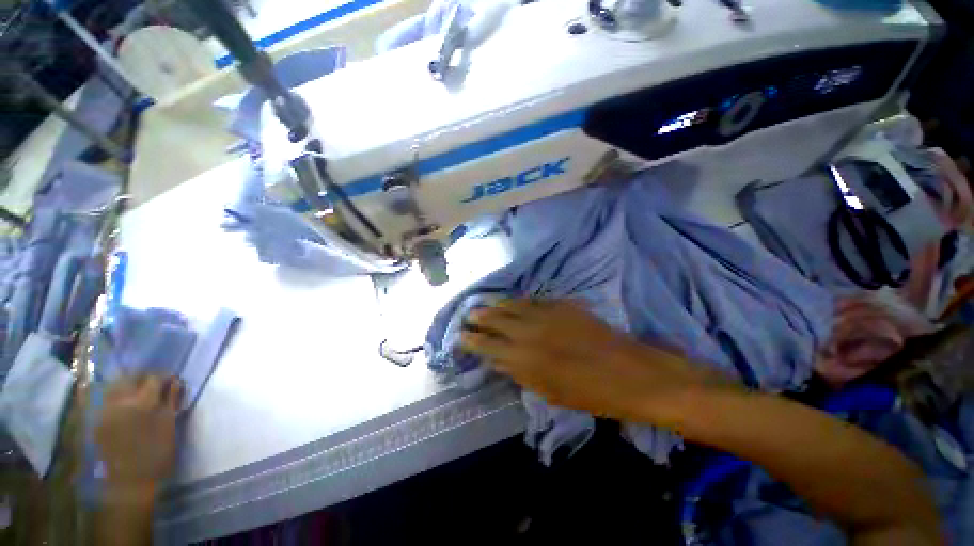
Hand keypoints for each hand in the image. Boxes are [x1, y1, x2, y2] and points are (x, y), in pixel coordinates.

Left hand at [96, 375, 182, 503]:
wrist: (128, 483)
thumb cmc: (156, 455)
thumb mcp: (170, 427)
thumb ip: (172, 401)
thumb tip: (175, 382)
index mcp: (143, 402)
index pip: (155, 377)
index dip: (165, 377)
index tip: (172, 382)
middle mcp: (121, 401)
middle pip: (132, 377)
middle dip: (144, 377)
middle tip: (154, 385)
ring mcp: (105, 410)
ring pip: (115, 385)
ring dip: (128, 384)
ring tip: (138, 392)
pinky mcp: (97, 419)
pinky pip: (105, 398)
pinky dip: (116, 395)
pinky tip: (122, 403)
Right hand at [460, 299, 706, 424]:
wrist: (630, 372)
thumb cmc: (589, 393)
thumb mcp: (547, 392)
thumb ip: (518, 372)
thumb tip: (497, 359)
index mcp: (524, 359)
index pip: (487, 345)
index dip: (471, 340)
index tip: (461, 336)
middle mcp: (529, 331)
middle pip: (495, 319)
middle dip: (478, 317)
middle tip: (468, 315)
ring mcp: (546, 314)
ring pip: (511, 304)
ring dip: (495, 305)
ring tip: (485, 305)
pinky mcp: (562, 304)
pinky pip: (532, 299)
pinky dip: (518, 301)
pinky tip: (513, 302)